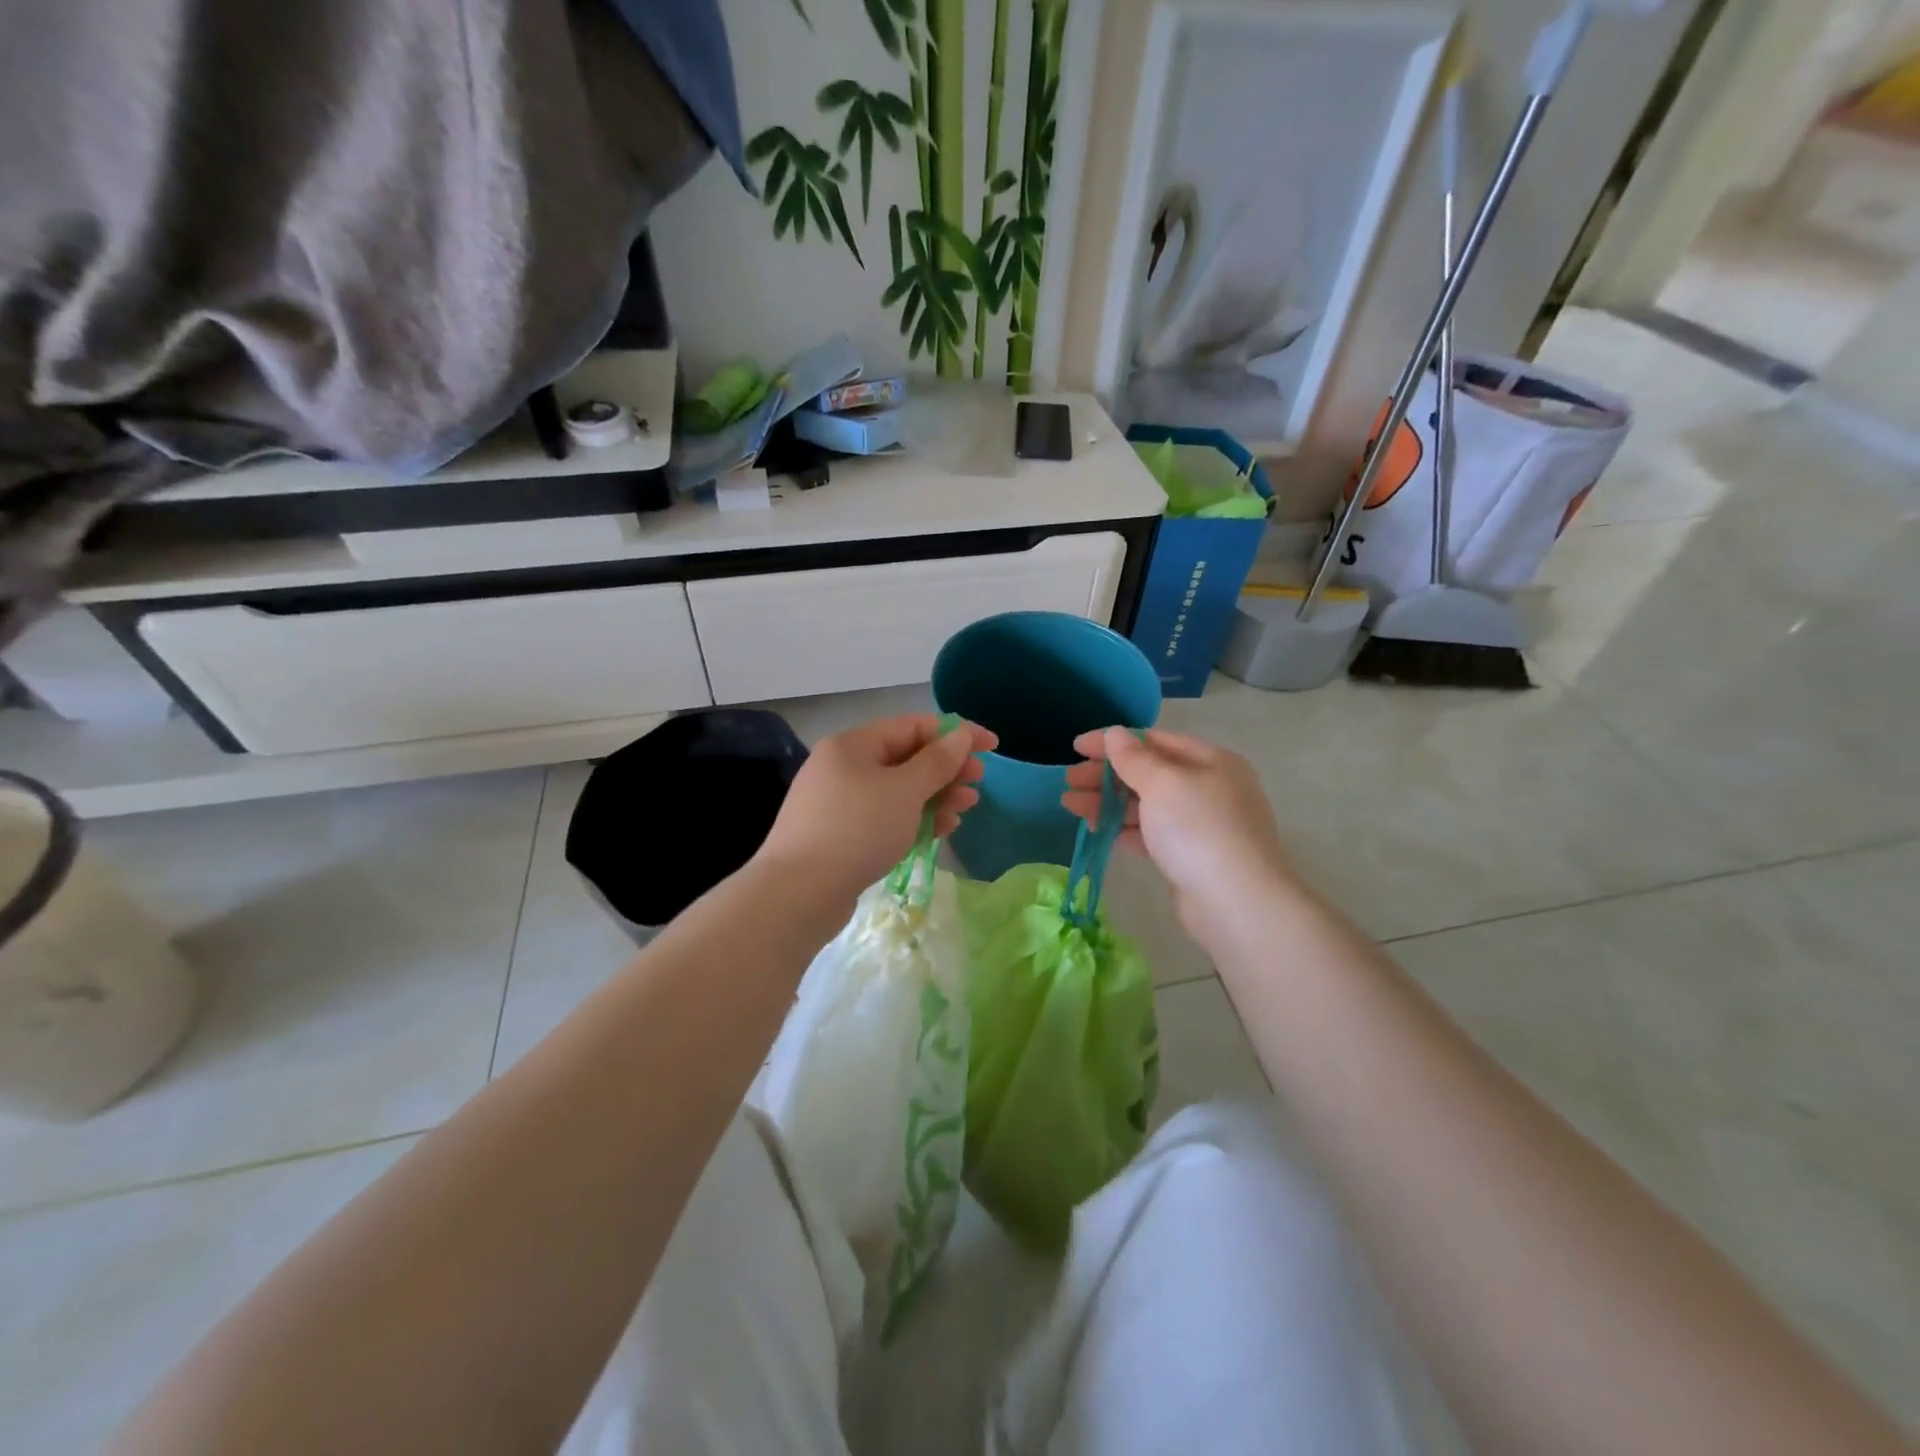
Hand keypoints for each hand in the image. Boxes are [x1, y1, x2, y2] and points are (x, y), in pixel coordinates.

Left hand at [757, 713, 995, 902]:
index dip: (955, 733)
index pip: (912, 726)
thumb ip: (937, 761)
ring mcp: (840, 804)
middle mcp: (843, 768)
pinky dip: (915, 819)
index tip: (992, 745)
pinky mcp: (842, 836)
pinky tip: (943, 828)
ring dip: (937, 795)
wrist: (799, 893)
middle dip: (946, 768)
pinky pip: (887, 818)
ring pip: (898, 791)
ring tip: (968, 806)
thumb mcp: (905, 790)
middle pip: (905, 758)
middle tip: (979, 780)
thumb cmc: (857, 829)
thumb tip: (960, 735)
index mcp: (852, 745)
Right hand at [1062, 727, 1298, 948]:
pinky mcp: (1189, 857)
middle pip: (1148, 773)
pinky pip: (1150, 834)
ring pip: (1145, 805)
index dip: (1113, 742)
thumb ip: (1134, 758)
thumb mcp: (1163, 784)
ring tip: (1070, 805)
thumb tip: (1115, 733)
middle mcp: (1208, 788)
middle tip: (1069, 781)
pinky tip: (1096, 829)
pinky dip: (1122, 829)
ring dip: (1107, 802)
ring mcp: (1199, 825)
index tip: (1076, 747)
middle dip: (1106, 775)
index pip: (1154, 741)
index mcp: (1210, 761)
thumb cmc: (1199, 830)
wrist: (1237, 904)